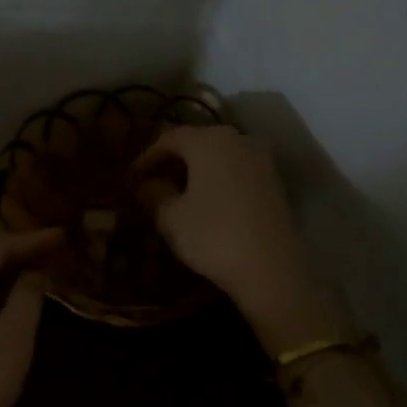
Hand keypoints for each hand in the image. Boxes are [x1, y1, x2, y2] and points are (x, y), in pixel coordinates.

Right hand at [140, 125, 340, 353]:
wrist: (270, 268)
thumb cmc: (212, 236)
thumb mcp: (170, 217)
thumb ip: (153, 193)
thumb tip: (147, 184)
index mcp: (209, 140)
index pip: (169, 138)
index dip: (147, 156)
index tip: (132, 177)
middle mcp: (238, 139)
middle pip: (197, 142)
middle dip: (172, 161)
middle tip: (152, 184)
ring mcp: (262, 160)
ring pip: (219, 156)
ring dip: (196, 171)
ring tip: (177, 194)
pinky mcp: (274, 182)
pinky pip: (236, 171)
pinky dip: (217, 180)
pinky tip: (205, 203)